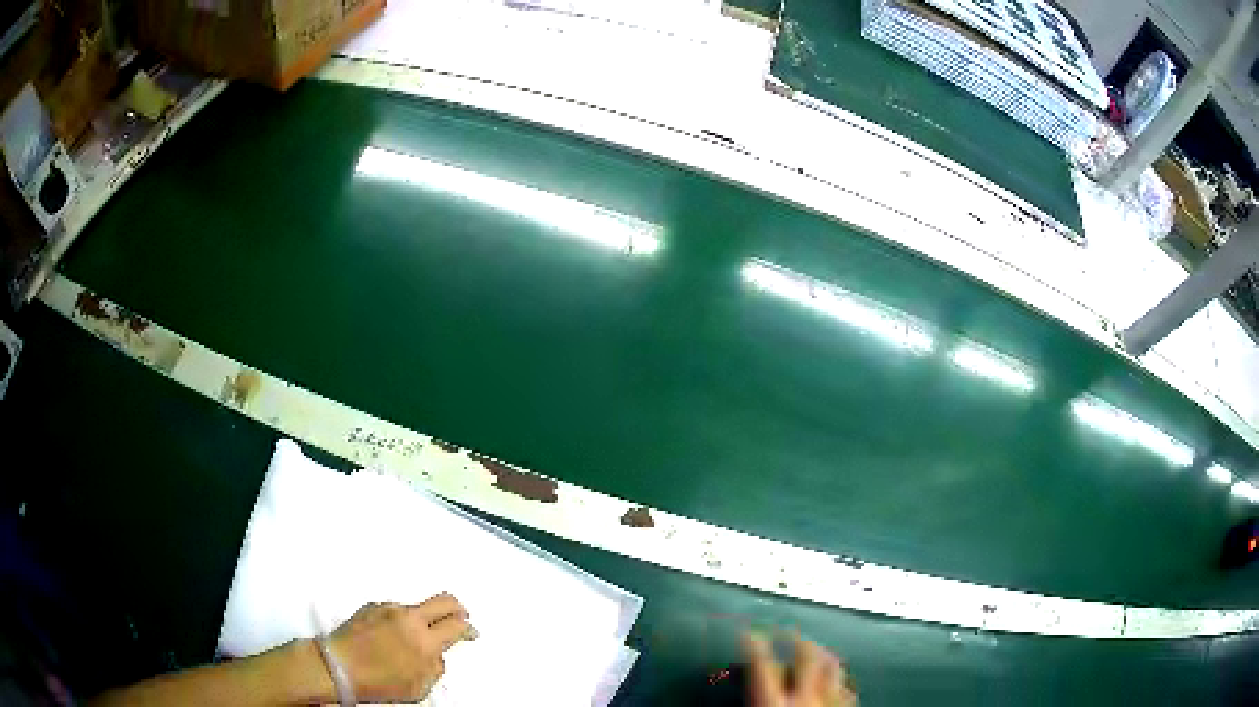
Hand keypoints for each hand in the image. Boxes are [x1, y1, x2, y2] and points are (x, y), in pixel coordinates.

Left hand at [327, 593, 476, 701]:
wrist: (337, 667)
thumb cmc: (378, 683)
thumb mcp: (418, 688)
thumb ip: (435, 668)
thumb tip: (437, 655)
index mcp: (425, 641)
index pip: (457, 625)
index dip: (469, 629)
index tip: (471, 633)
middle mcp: (409, 618)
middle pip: (444, 600)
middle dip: (457, 608)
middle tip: (460, 617)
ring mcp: (388, 608)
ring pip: (417, 607)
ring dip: (424, 618)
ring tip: (415, 637)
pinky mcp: (371, 606)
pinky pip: (395, 610)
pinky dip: (400, 620)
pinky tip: (391, 637)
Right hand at [743, 633, 856, 706]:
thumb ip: (751, 699)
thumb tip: (740, 685)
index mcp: (775, 702)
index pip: (762, 664)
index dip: (754, 644)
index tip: (749, 632)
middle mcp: (805, 697)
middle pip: (805, 655)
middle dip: (796, 638)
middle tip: (786, 629)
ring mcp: (830, 702)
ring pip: (832, 667)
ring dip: (822, 654)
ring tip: (815, 646)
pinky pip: (848, 689)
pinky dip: (841, 680)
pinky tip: (838, 678)